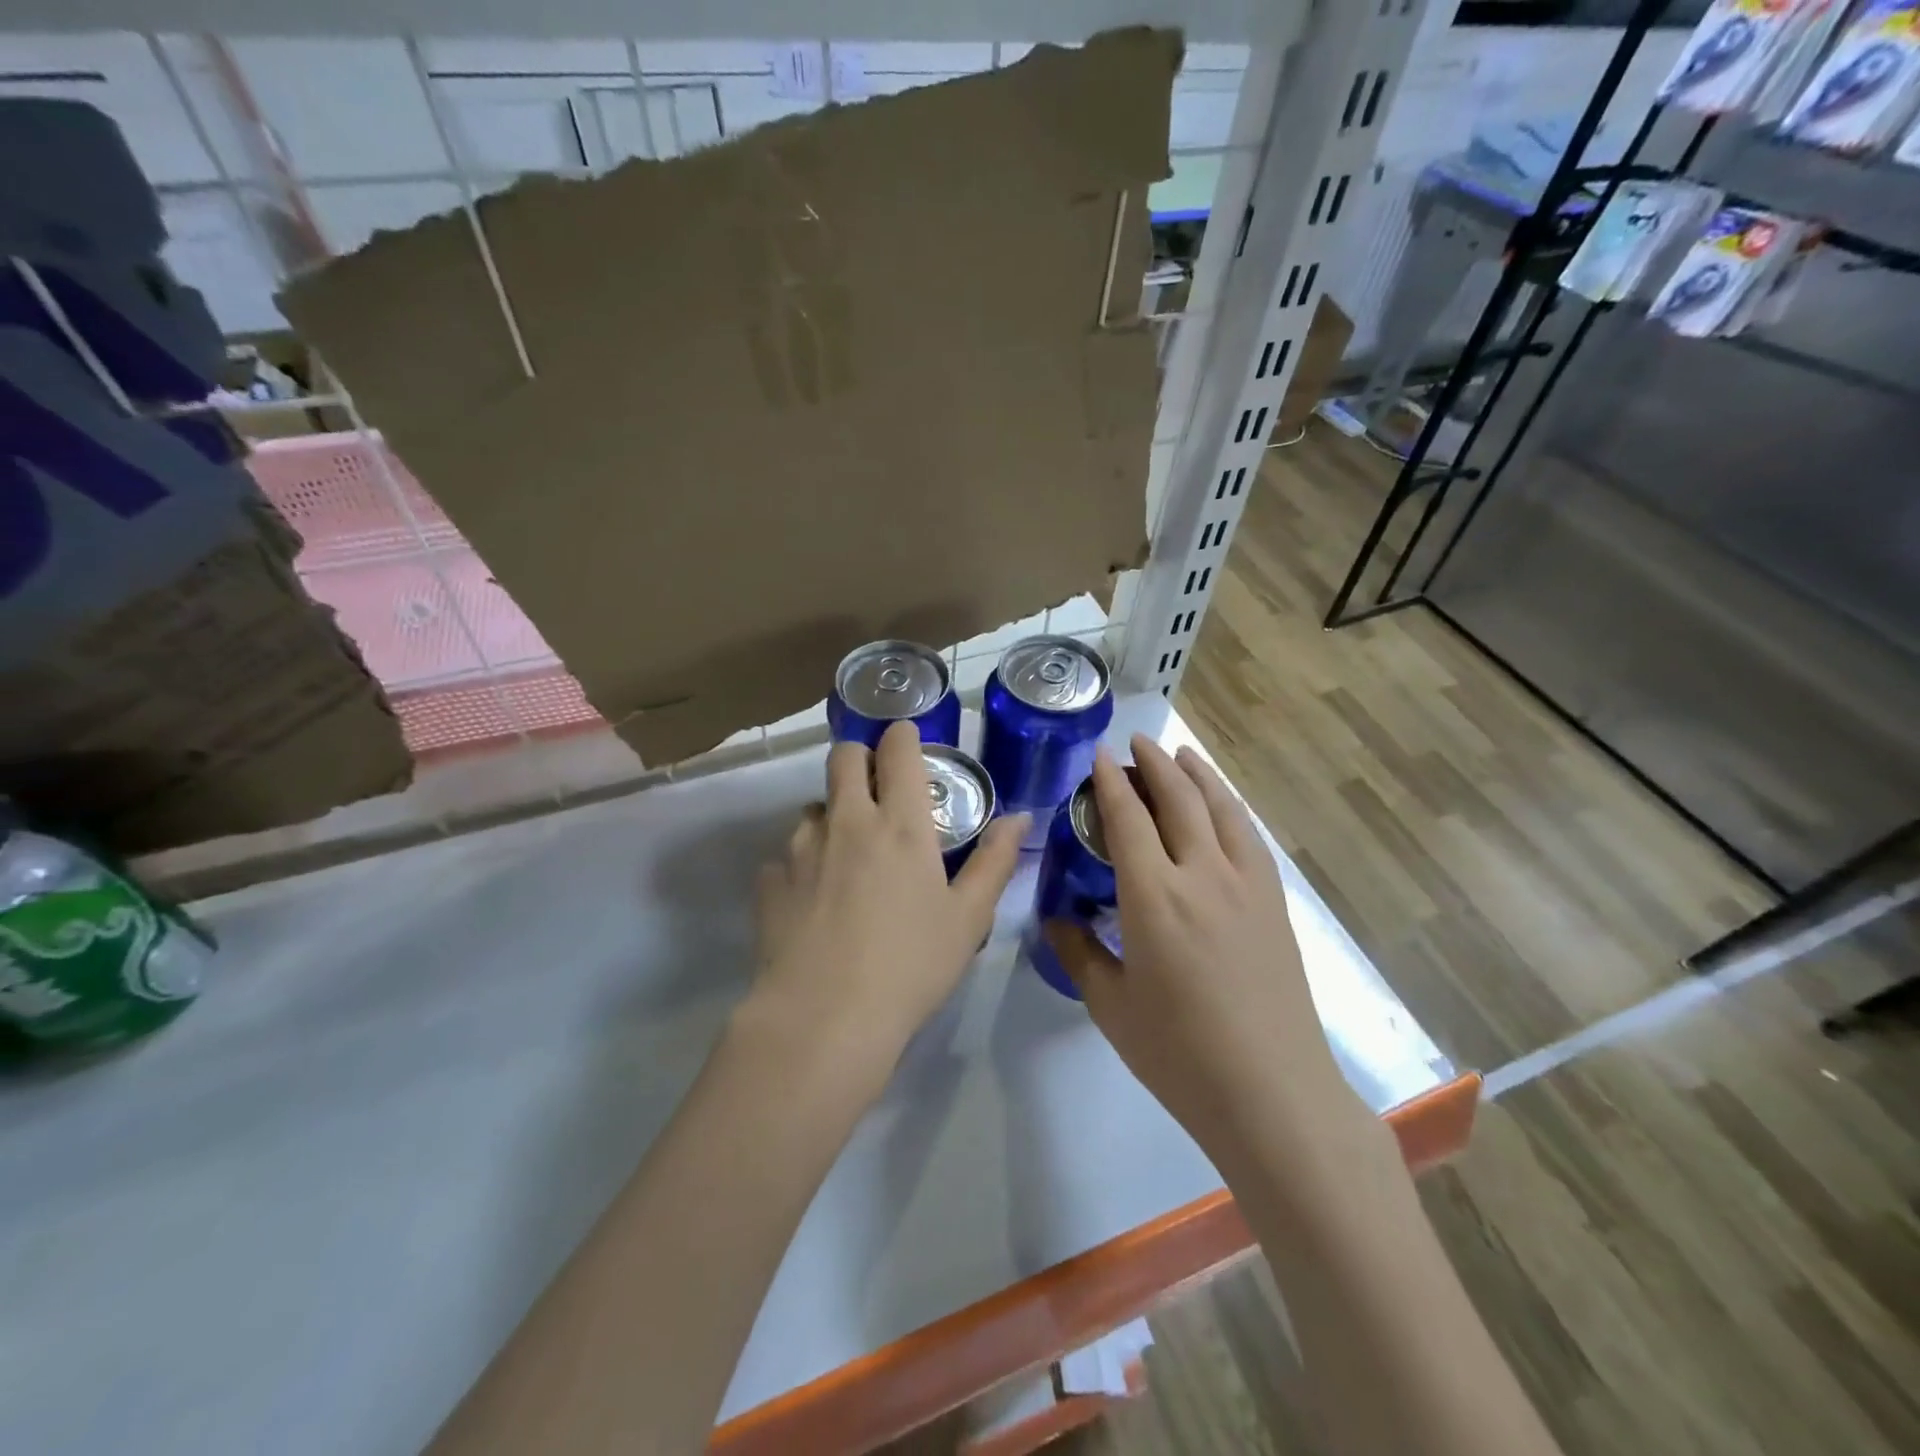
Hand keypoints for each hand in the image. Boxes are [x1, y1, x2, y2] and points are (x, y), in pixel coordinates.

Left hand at [749, 720, 1027, 1076]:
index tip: (909, 741)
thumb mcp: (968, 918)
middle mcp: (847, 822)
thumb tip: (1019, 817)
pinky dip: (803, 863)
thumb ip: (995, 861)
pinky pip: (786, 854)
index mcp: (901, 825)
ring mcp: (801, 848)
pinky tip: (814, 899)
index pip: (898, 750)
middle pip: (844, 757)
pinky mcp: (769, 880)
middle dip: (861, 759)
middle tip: (878, 790)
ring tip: (847, 856)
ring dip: (832, 814)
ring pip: (813, 805)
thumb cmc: (910, 966)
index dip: (904, 735)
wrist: (823, 1018)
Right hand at [1044, 736, 1360, 1158]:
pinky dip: (1231, 807)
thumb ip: (1079, 952)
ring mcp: (1246, 885)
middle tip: (1137, 742)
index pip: (1127, 818)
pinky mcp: (1274, 903)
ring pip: (1221, 809)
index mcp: (1153, 897)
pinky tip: (1224, 806)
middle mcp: (1201, 875)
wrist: (1272, 1093)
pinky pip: (1250, 837)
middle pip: (1178, 799)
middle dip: (1155, 763)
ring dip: (1199, 774)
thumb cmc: (1179, 1054)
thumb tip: (1057, 918)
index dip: (1111, 781)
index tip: (1100, 754)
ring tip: (1183, 753)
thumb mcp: (1110, 1005)